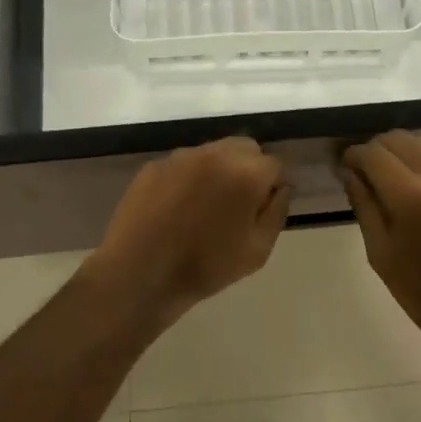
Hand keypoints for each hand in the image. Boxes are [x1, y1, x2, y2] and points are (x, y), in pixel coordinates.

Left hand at [83, 137, 291, 324]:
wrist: (139, 274)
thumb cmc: (205, 267)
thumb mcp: (257, 251)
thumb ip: (277, 212)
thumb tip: (281, 188)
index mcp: (245, 173)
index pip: (274, 164)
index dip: (272, 186)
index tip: (262, 209)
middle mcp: (215, 154)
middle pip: (245, 148)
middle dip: (248, 169)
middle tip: (237, 204)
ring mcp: (180, 156)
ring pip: (213, 152)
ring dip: (218, 170)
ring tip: (205, 206)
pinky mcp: (154, 165)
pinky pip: (183, 163)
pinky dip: (189, 178)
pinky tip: (178, 207)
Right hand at [339, 131, 420, 348]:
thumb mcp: (380, 252)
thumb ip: (364, 204)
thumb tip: (350, 172)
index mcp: (409, 194)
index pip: (372, 153)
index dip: (353, 156)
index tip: (344, 168)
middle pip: (398, 139)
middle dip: (375, 150)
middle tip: (364, 173)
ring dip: (401, 151)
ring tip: (390, 177)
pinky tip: (417, 187)